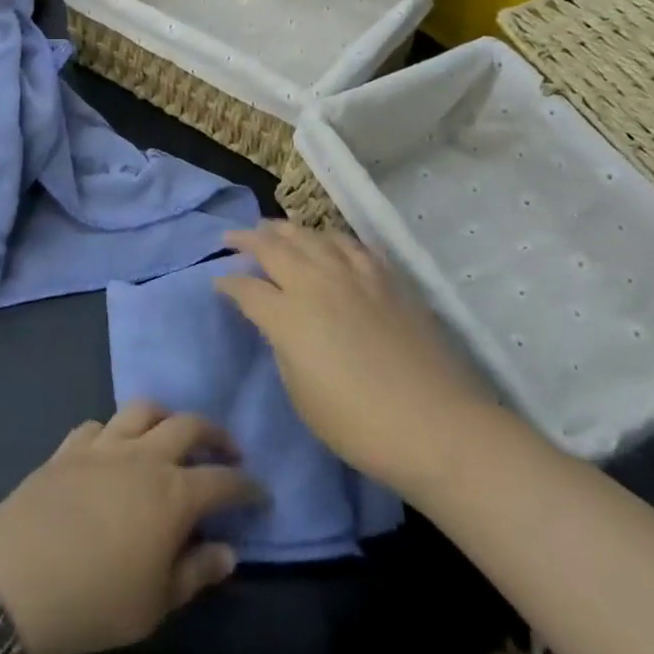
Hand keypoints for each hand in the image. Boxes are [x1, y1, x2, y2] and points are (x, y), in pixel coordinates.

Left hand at [0, 403, 263, 653]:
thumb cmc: (96, 601)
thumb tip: (228, 550)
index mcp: (173, 493)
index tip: (260, 493)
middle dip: (215, 434)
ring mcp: (103, 445)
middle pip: (188, 425)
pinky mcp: (69, 447)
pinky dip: (115, 430)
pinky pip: (99, 424)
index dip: (247, 486)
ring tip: (170, 435)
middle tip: (227, 450)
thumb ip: (196, 572)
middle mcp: (143, 456)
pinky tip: (113, 448)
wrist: (16, 579)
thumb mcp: (156, 603)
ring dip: (165, 417)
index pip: (223, 481)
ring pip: (143, 409)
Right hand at [218, 221, 491, 488]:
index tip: (218, 283)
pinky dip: (331, 238)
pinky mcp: (386, 279)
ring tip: (273, 229)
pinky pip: (351, 245)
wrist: (435, 425)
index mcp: (287, 315)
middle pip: (274, 248)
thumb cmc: (357, 423)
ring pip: (311, 237)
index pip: (246, 288)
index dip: (228, 284)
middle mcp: (316, 283)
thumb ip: (283, 347)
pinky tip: (328, 242)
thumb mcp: (300, 393)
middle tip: (232, 237)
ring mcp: (354, 276)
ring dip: (286, 230)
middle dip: (247, 239)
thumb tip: (278, 323)